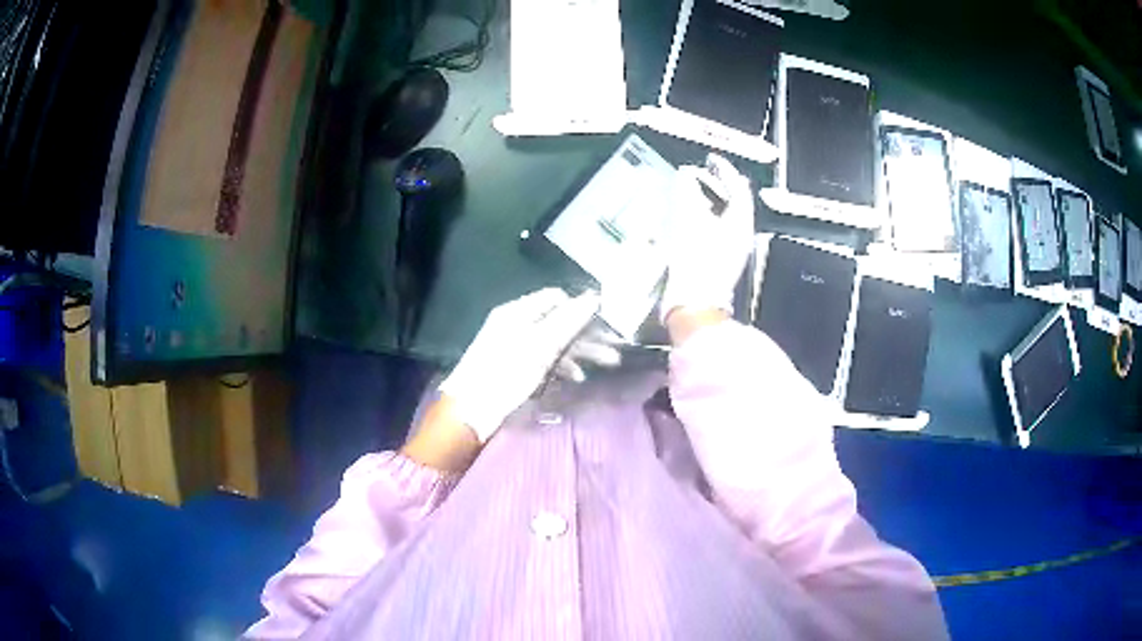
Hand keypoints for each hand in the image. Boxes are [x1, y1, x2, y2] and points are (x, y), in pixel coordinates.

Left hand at [439, 288, 617, 441]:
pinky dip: (562, 365)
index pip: (557, 298)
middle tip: (615, 349)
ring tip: (607, 364)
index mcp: (518, 312)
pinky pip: (543, 359)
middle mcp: (516, 323)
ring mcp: (514, 345)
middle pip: (558, 321)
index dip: (582, 308)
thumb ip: (568, 321)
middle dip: (587, 334)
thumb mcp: (540, 346)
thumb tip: (594, 296)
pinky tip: (577, 378)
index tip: (605, 324)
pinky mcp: (514, 367)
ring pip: (554, 341)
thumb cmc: (506, 374)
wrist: (471, 411)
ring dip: (580, 352)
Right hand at [659, 153, 754, 323]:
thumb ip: (687, 192)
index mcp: (740, 222)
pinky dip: (701, 221)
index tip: (710, 159)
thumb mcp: (688, 219)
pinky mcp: (718, 263)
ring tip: (687, 194)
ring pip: (722, 218)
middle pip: (733, 202)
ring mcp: (730, 251)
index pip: (738, 186)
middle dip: (715, 186)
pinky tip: (683, 222)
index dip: (724, 169)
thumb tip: (685, 175)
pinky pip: (712, 232)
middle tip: (698, 174)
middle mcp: (740, 235)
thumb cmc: (696, 260)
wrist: (693, 305)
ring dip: (706, 204)